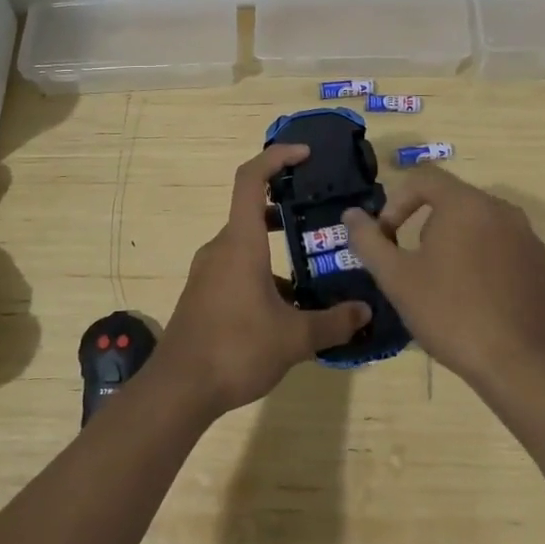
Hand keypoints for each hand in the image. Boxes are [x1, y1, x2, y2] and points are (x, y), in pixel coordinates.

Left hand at [154, 145, 372, 417]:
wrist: (178, 389)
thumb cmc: (236, 349)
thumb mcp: (294, 338)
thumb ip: (333, 322)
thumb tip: (365, 312)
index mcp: (241, 242)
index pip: (251, 179)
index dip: (276, 157)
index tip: (305, 154)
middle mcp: (221, 248)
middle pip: (252, 211)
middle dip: (286, 208)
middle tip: (319, 214)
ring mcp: (208, 272)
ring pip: (246, 244)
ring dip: (276, 248)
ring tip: (312, 269)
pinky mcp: (203, 294)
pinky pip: (236, 269)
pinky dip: (262, 273)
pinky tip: (286, 307)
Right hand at [342, 169, 544, 394]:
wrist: (521, 365)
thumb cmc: (451, 313)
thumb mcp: (397, 278)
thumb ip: (369, 240)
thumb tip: (351, 215)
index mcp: (466, 204)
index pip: (424, 178)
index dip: (396, 202)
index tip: (387, 237)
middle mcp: (502, 210)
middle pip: (452, 201)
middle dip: (424, 226)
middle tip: (412, 265)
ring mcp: (528, 238)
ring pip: (479, 226)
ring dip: (454, 244)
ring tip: (442, 285)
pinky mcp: (542, 266)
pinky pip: (503, 250)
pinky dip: (483, 262)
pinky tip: (475, 301)